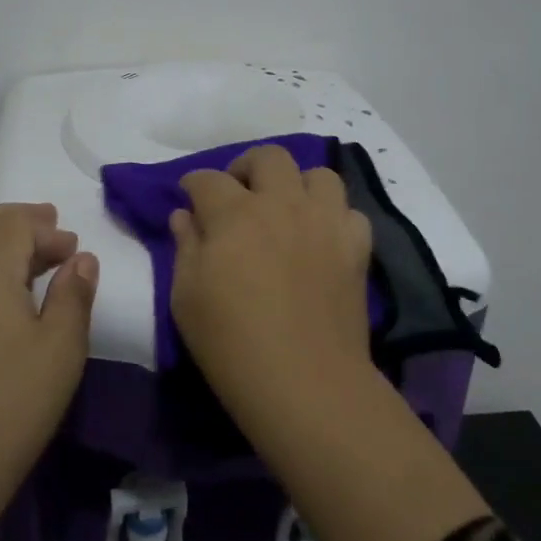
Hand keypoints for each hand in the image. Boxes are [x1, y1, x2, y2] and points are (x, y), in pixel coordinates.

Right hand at [169, 144, 372, 407]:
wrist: (305, 383)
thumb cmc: (231, 344)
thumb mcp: (186, 298)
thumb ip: (185, 247)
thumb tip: (185, 216)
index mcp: (235, 214)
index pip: (208, 179)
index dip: (193, 184)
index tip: (189, 196)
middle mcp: (282, 204)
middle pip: (269, 157)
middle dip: (246, 167)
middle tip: (238, 195)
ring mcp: (324, 222)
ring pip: (318, 174)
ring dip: (297, 184)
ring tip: (286, 209)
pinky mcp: (356, 247)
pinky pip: (349, 212)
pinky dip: (333, 217)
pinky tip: (321, 238)